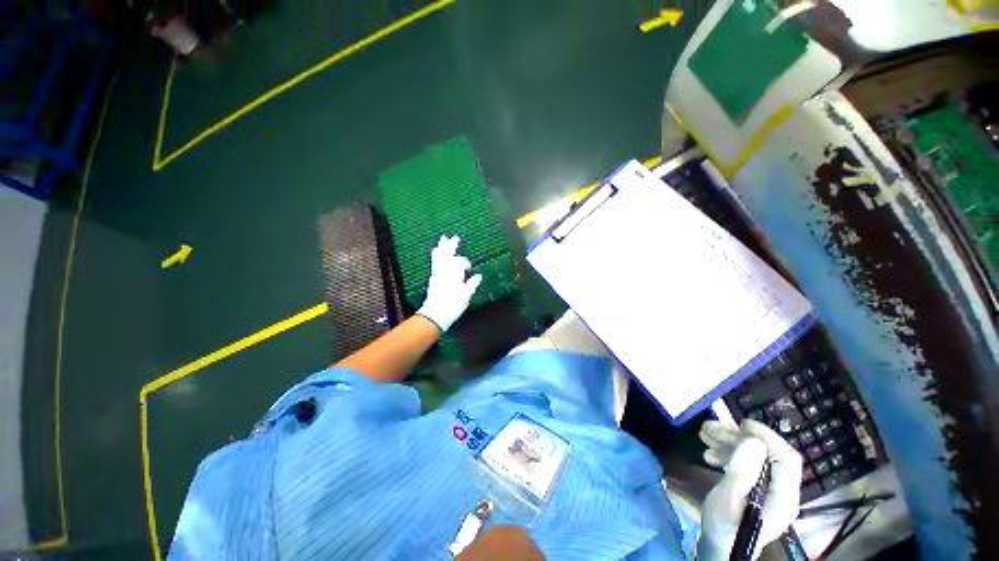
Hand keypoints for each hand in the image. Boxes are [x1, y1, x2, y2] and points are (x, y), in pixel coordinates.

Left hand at [416, 235, 482, 331]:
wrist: (435, 315)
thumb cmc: (453, 305)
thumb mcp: (465, 296)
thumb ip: (471, 284)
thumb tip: (478, 276)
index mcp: (454, 274)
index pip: (460, 262)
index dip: (465, 263)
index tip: (469, 268)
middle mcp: (445, 271)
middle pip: (448, 255)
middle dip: (451, 246)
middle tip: (454, 237)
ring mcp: (438, 274)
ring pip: (440, 257)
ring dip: (442, 248)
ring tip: (443, 239)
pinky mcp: (433, 278)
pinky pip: (435, 263)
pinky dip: (436, 256)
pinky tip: (436, 252)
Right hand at [697, 419, 802, 559]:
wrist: (718, 549)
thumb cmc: (723, 528)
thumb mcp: (727, 500)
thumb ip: (741, 472)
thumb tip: (753, 442)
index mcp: (782, 497)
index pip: (786, 458)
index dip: (767, 437)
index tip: (741, 424)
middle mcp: (781, 491)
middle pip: (767, 454)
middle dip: (738, 438)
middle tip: (709, 429)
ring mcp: (769, 490)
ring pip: (755, 456)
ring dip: (729, 443)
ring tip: (704, 437)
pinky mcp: (757, 489)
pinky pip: (747, 464)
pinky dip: (728, 453)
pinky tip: (710, 453)